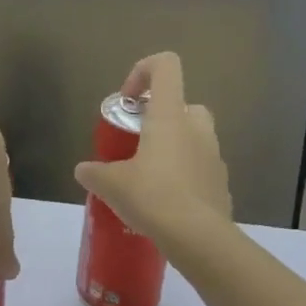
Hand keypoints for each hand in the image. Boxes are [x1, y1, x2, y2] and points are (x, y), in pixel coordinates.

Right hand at [74, 52, 230, 247]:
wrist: (199, 240)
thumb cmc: (152, 197)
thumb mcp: (111, 184)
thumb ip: (94, 172)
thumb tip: (83, 170)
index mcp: (170, 116)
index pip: (166, 66)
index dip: (143, 71)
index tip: (127, 100)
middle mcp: (197, 128)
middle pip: (183, 104)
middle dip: (161, 118)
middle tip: (138, 142)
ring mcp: (214, 157)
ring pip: (194, 138)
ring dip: (173, 148)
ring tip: (148, 178)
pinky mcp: (222, 184)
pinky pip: (201, 170)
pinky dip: (185, 177)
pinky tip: (166, 203)